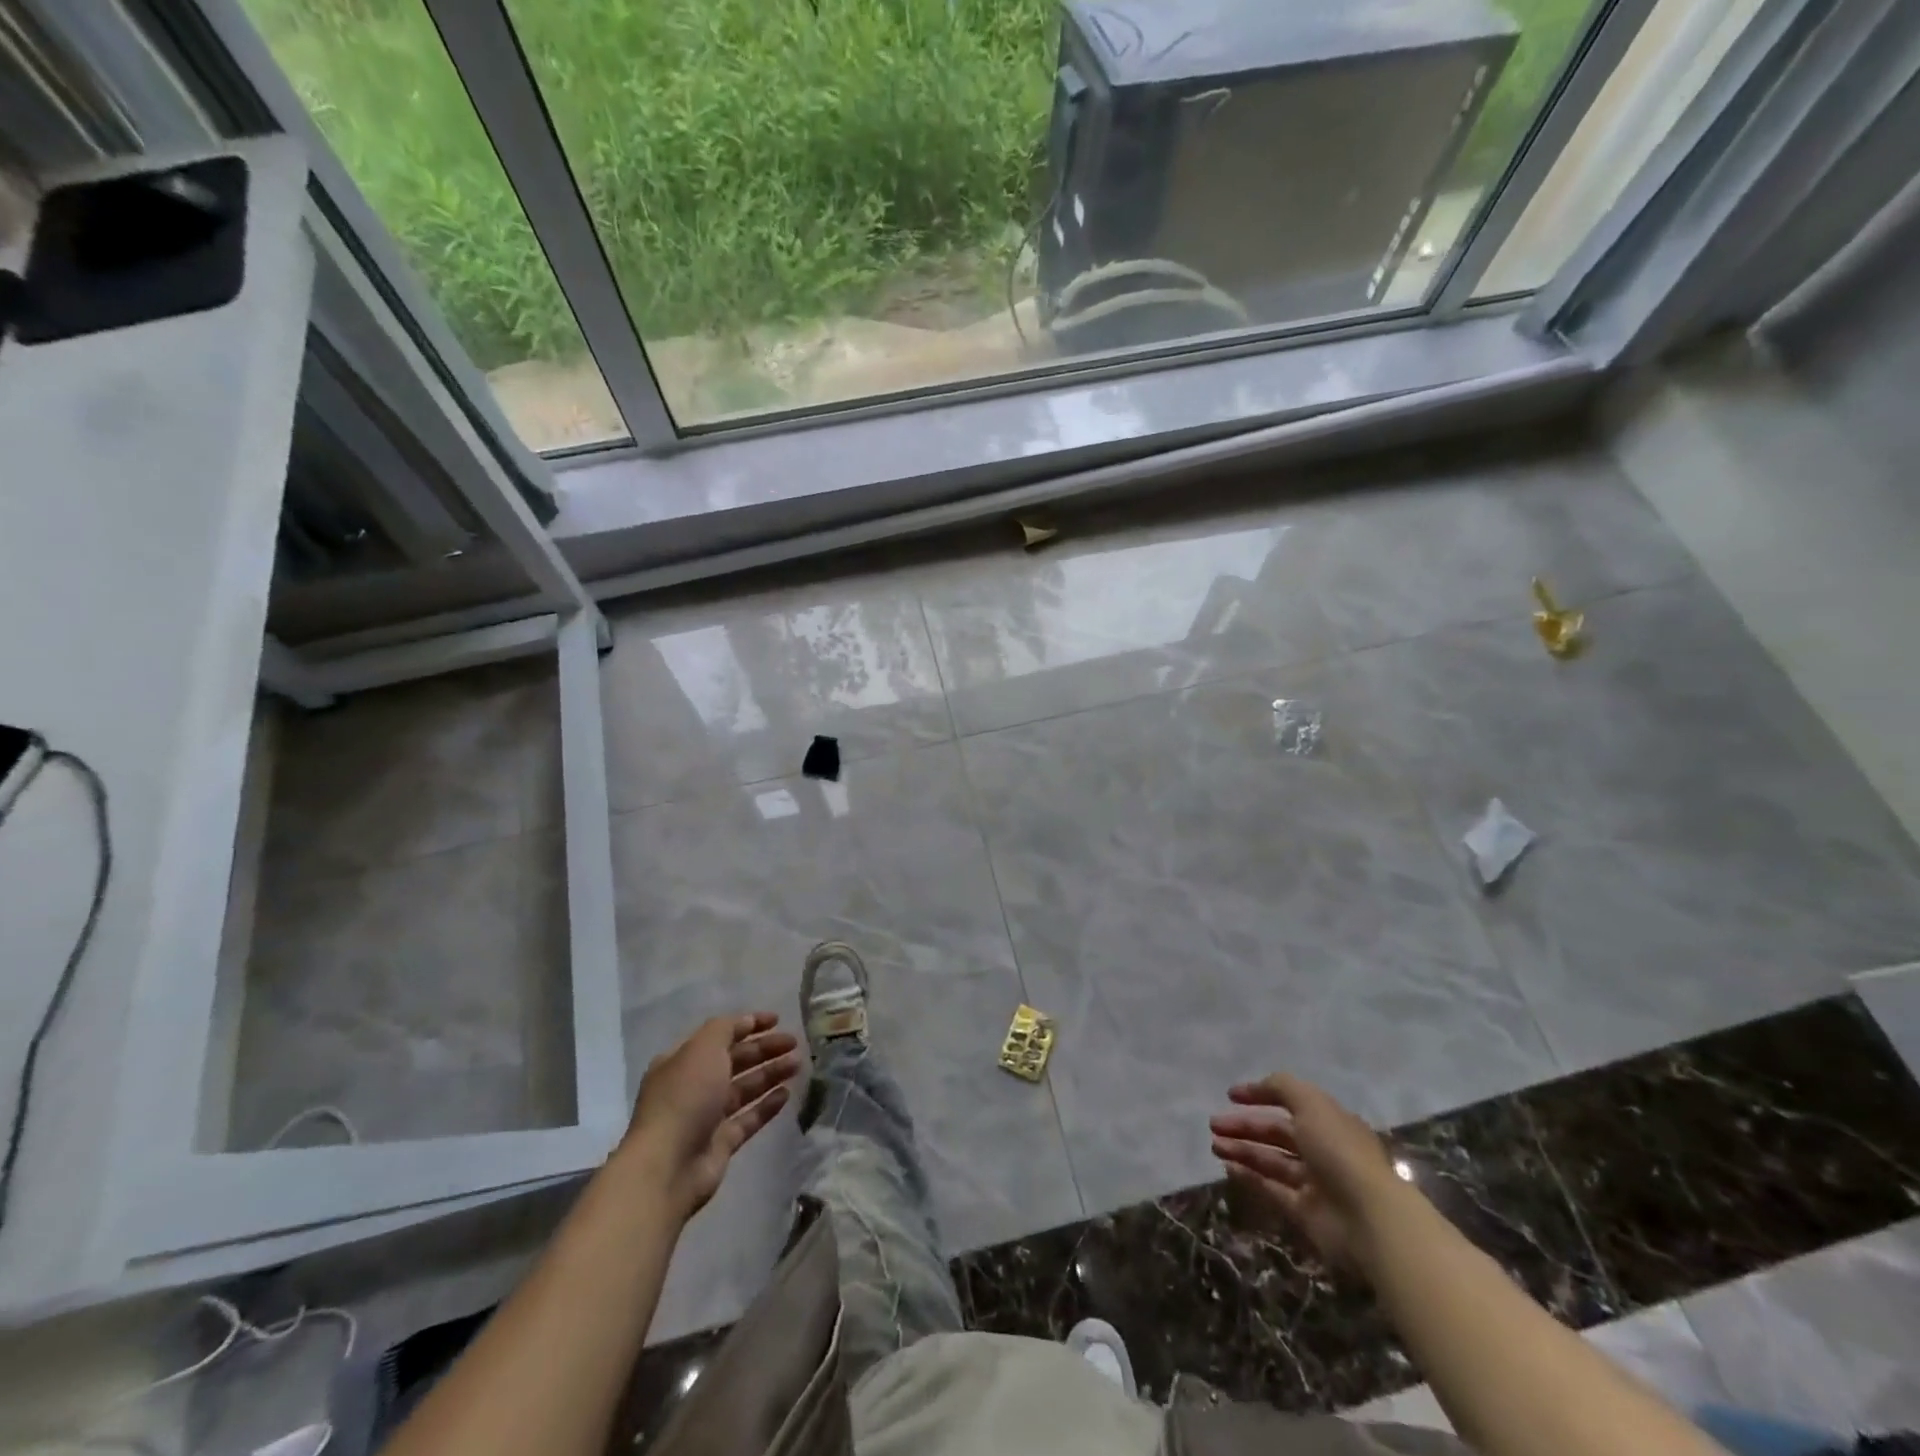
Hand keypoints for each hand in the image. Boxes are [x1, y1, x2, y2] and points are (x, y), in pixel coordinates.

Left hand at [625, 1012, 800, 1218]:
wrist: (667, 1167)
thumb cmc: (685, 1097)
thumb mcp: (704, 1048)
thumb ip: (726, 1028)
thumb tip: (746, 1021)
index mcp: (682, 1060)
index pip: (720, 1034)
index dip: (748, 1024)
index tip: (777, 1019)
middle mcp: (693, 1086)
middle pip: (735, 1061)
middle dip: (764, 1049)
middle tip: (794, 1043)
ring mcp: (706, 1116)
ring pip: (744, 1088)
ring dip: (770, 1073)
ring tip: (797, 1064)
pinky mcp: (720, 1144)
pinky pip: (748, 1118)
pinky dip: (767, 1105)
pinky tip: (787, 1094)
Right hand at [1210, 1073, 1406, 1271]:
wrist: (1369, 1219)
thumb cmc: (1340, 1152)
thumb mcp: (1311, 1104)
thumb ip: (1282, 1087)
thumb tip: (1258, 1086)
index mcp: (1329, 1122)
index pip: (1291, 1102)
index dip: (1261, 1095)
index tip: (1231, 1095)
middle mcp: (1322, 1149)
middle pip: (1277, 1133)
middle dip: (1245, 1126)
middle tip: (1214, 1124)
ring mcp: (1315, 1183)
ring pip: (1271, 1161)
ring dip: (1242, 1150)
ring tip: (1214, 1145)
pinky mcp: (1306, 1213)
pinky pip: (1272, 1189)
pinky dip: (1250, 1177)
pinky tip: (1228, 1167)